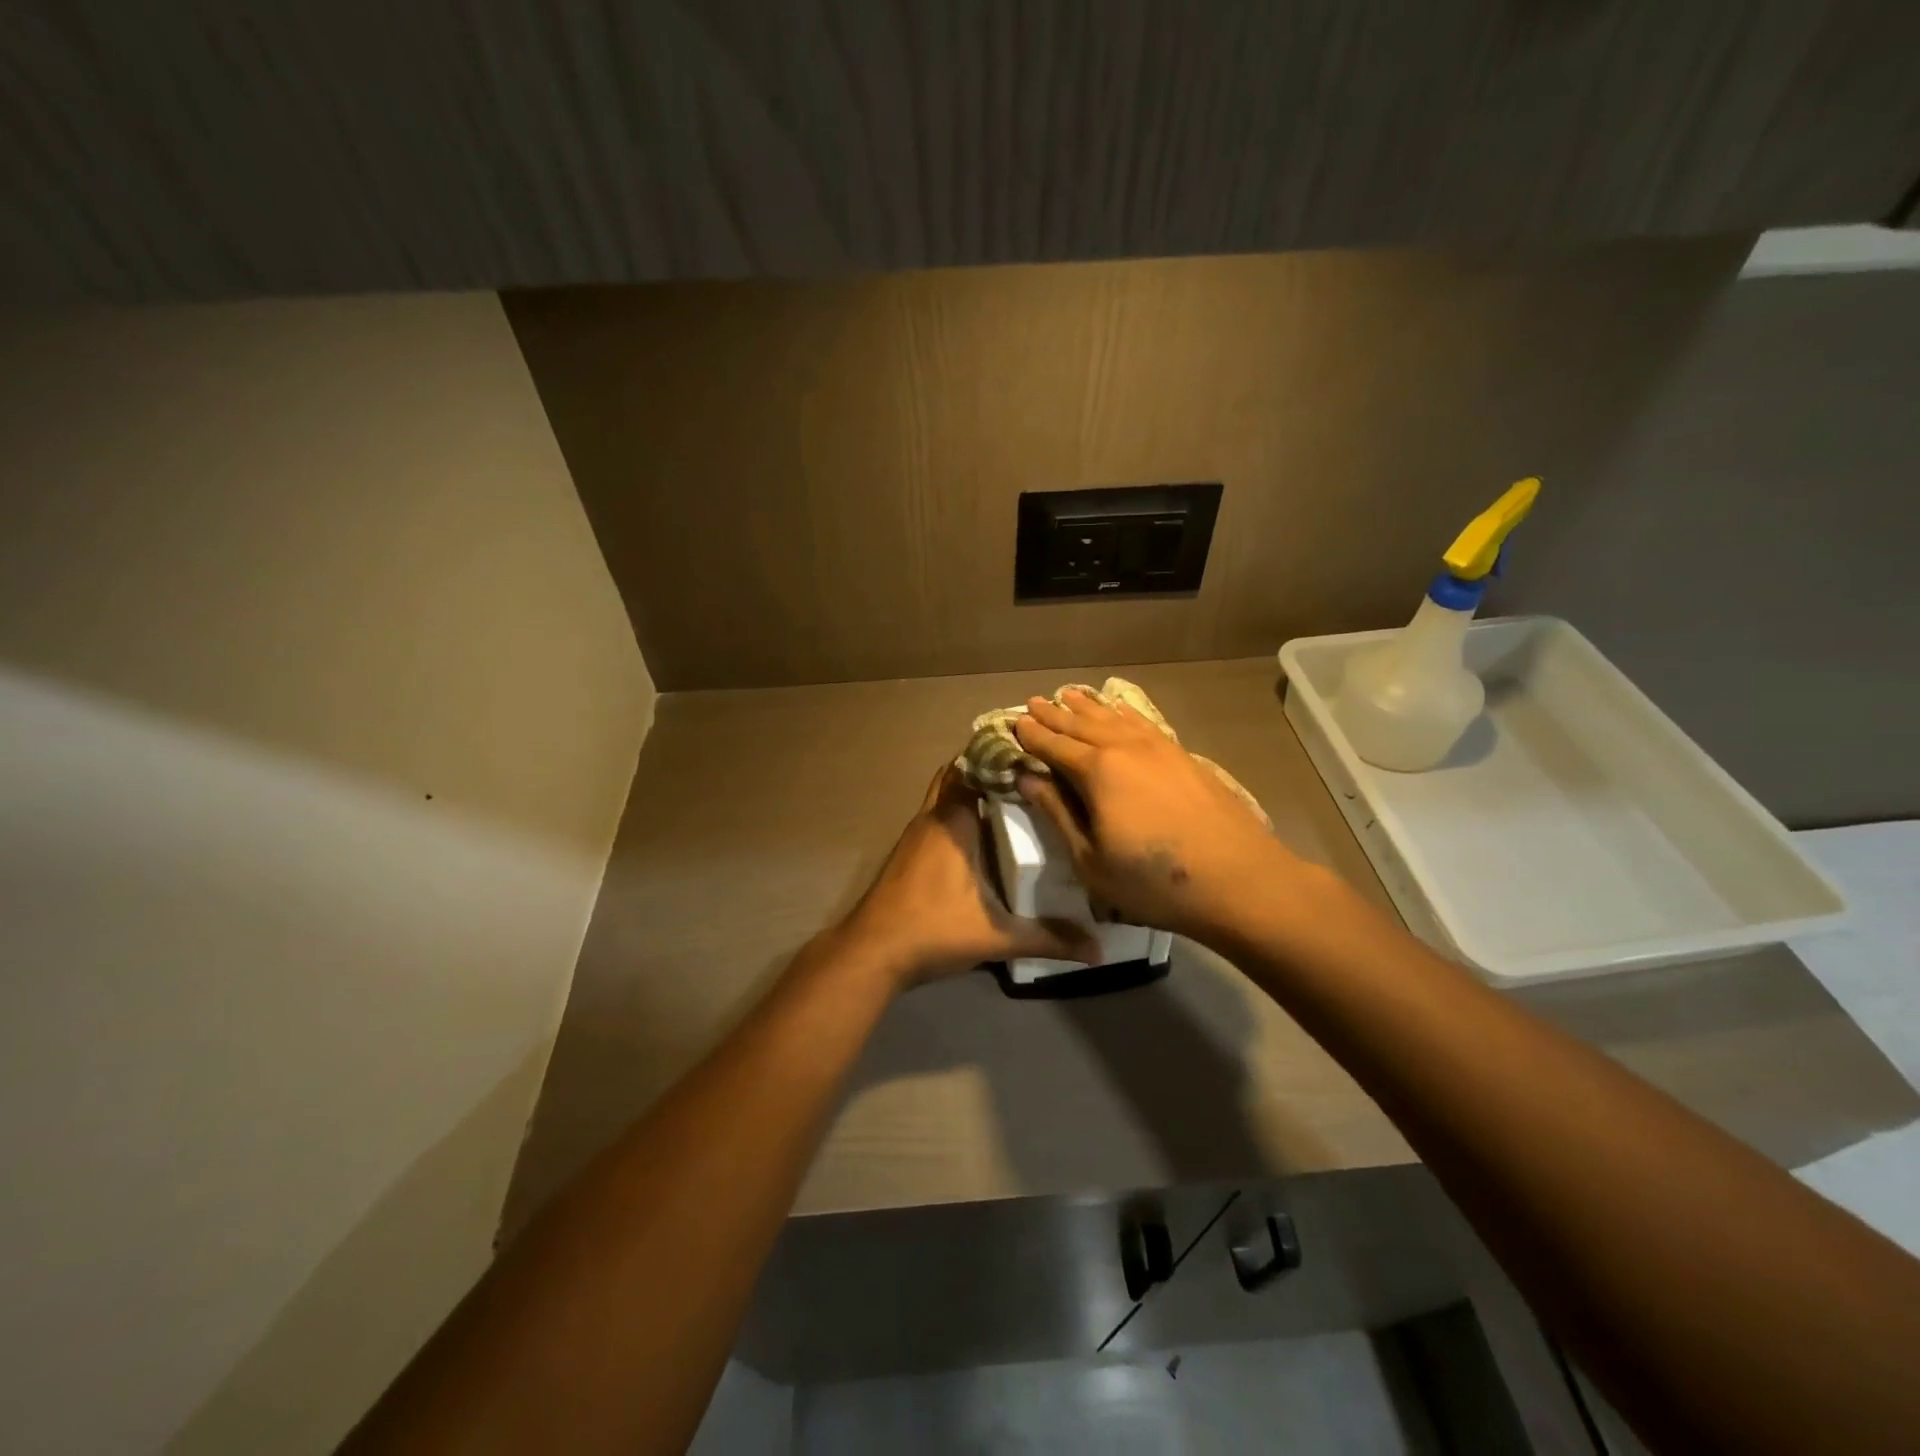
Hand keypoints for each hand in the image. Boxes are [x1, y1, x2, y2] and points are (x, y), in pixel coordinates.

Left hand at [836, 764, 1100, 986]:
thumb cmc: (933, 929)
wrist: (872, 952)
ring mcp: (915, 834)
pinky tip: (982, 834)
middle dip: (986, 767)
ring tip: (1012, 796)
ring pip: (943, 794)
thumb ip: (1047, 938)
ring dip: (970, 789)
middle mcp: (932, 818)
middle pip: (956, 774)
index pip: (974, 767)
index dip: (1000, 754)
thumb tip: (1097, 950)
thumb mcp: (996, 936)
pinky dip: (957, 812)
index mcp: (953, 821)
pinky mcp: (908, 852)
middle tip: (1026, 772)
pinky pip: (936, 816)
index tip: (1032, 751)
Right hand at [1013, 689, 1302, 944]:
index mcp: (1097, 771)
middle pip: (1081, 725)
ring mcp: (1159, 748)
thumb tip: (1028, 779)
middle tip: (1032, 702)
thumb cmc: (1154, 881)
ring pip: (1113, 718)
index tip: (1012, 723)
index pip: (1053, 746)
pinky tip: (1119, 710)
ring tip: (1068, 694)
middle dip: (1053, 714)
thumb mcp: (1091, 860)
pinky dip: (1124, 713)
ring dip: (1087, 706)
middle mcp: (1125, 748)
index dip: (1031, 736)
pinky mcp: (1183, 756)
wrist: (1239, 880)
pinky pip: (1143, 723)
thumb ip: (1058, 814)